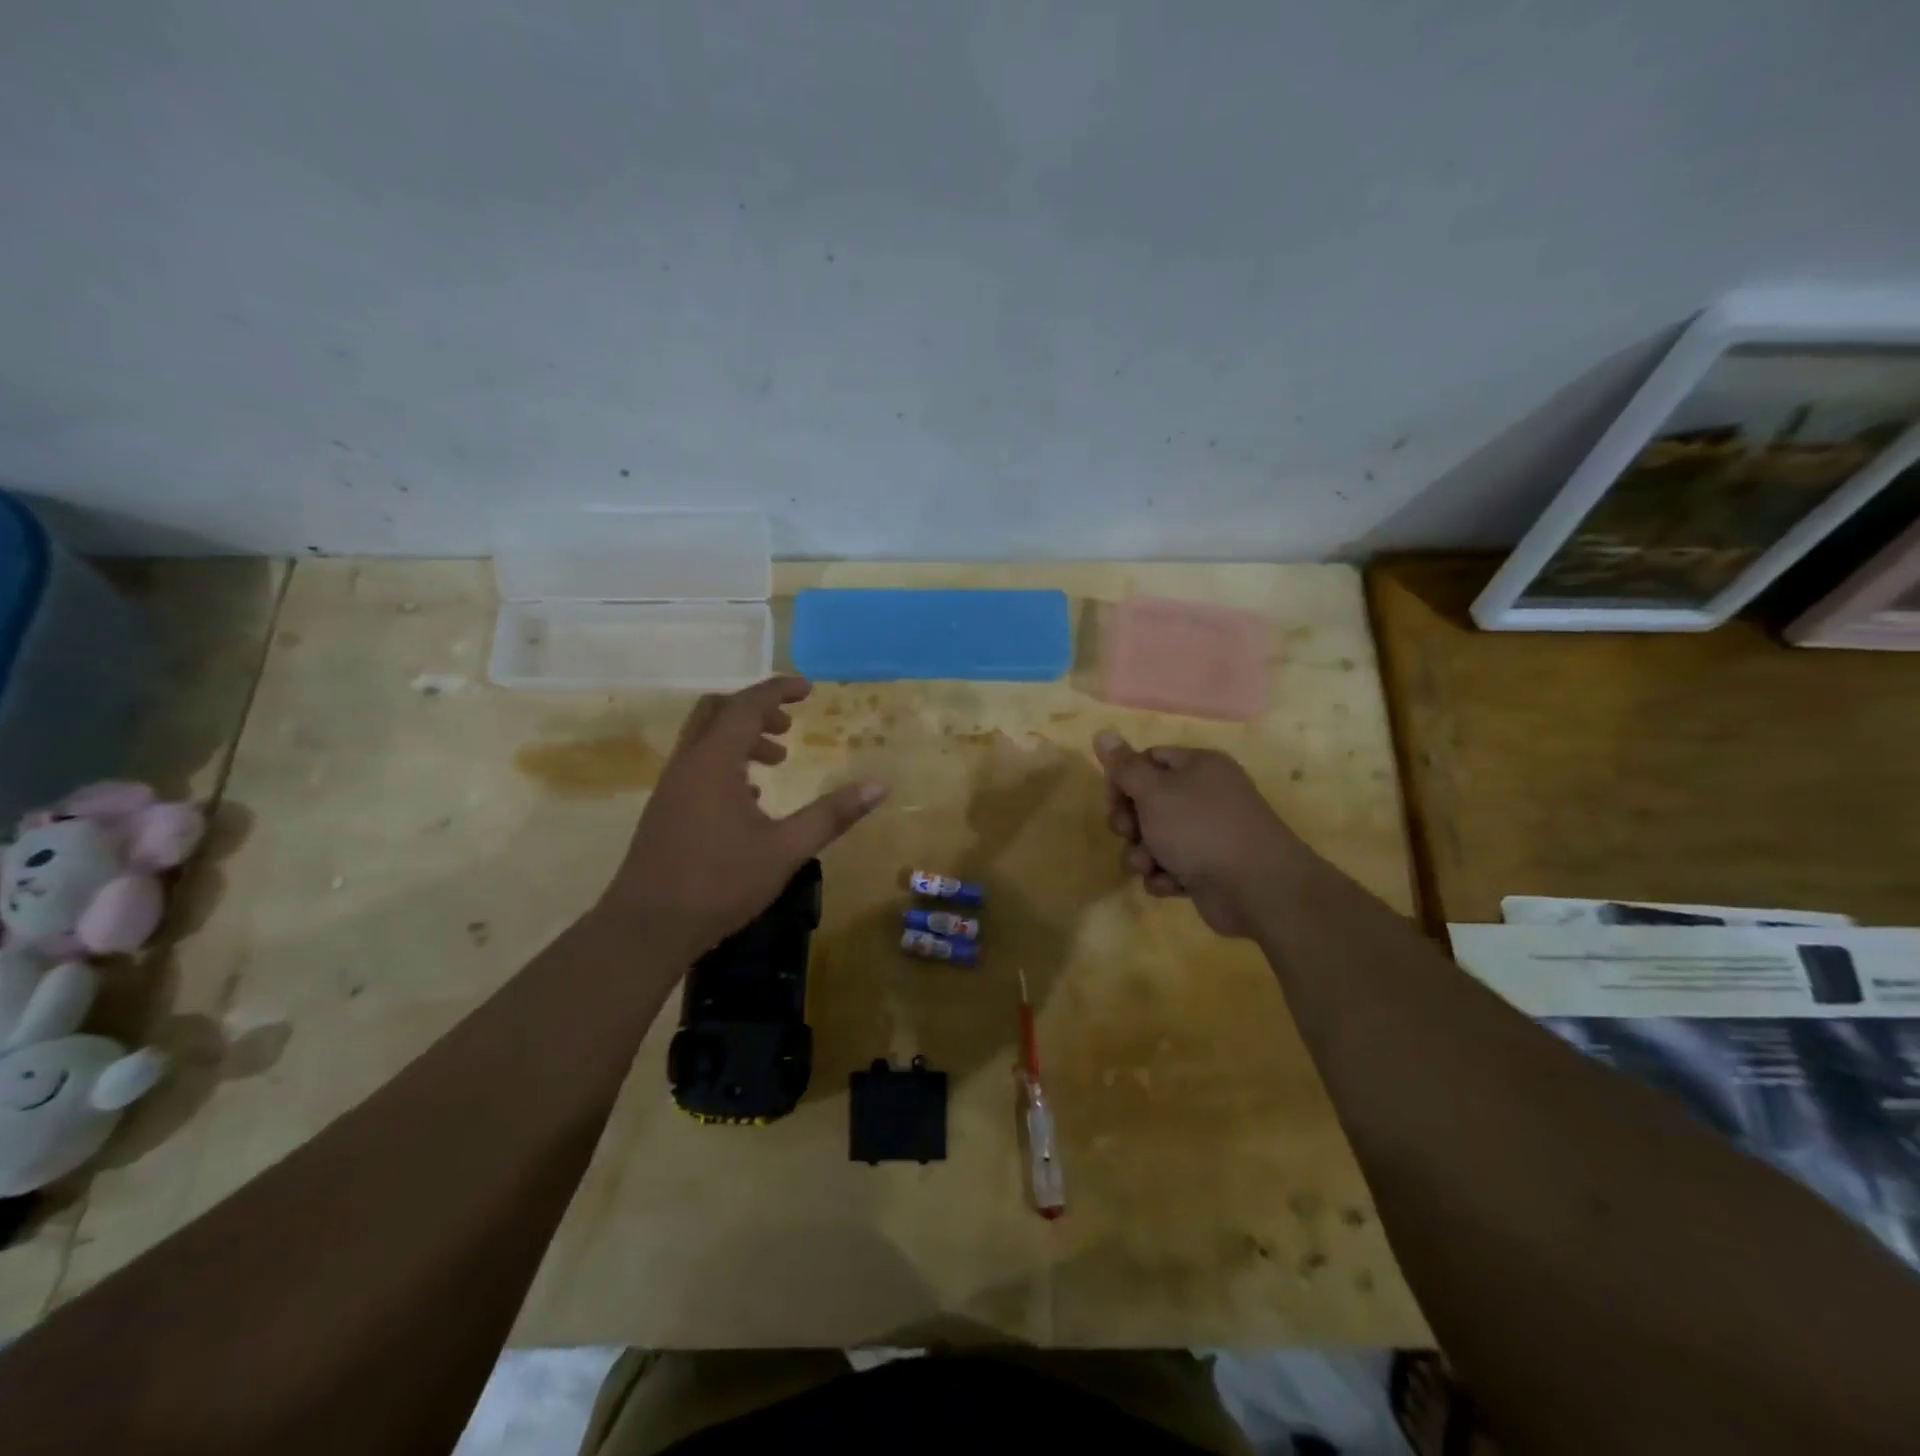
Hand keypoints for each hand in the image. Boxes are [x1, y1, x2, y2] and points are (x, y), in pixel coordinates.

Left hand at [600, 677, 886, 958]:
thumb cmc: (719, 883)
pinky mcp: (665, 810)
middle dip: (756, 711)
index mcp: (714, 762)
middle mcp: (688, 764)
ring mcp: (671, 787)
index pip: (747, 706)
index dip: (778, 691)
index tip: (808, 689)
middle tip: (789, 727)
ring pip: (705, 740)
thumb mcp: (786, 849)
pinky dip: (725, 764)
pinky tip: (751, 800)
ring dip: (741, 739)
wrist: (646, 927)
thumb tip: (879, 786)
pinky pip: (697, 766)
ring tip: (777, 762)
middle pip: (717, 712)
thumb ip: (832, 815)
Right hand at [1094, 731, 1310, 937]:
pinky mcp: (1206, 869)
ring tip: (1148, 865)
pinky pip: (1170, 867)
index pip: (1148, 760)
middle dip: (1129, 821)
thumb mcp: (1154, 791)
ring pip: (1154, 838)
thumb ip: (1125, 766)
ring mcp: (1206, 834)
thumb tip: (1102, 733)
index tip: (1111, 799)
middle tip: (1127, 832)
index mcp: (1198, 766)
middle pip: (1147, 801)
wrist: (1256, 887)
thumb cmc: (1199, 828)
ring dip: (1142, 854)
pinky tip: (1170, 884)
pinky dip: (1164, 876)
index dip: (1123, 778)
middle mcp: (1204, 795)